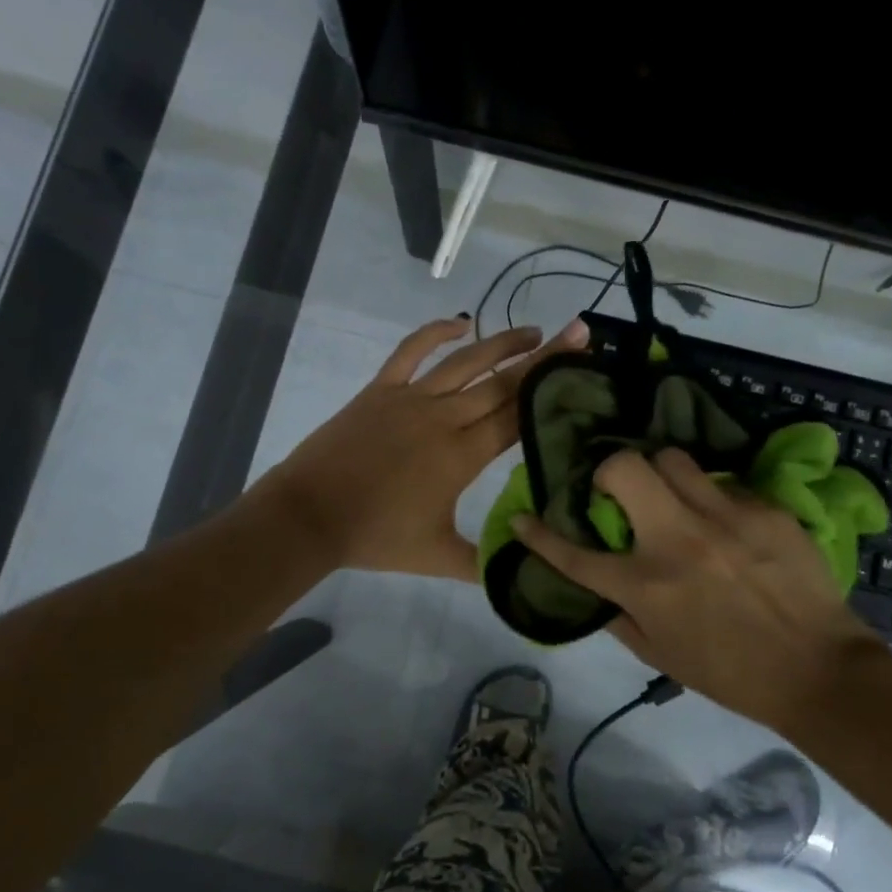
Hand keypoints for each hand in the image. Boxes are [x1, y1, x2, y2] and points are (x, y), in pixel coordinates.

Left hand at [258, 315, 587, 581]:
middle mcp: (444, 418)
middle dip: (545, 359)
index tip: (582, 372)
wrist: (310, 516)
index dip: (551, 394)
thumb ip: (483, 563)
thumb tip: (523, 570)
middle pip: (503, 383)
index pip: (517, 417)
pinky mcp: (381, 389)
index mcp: (462, 455)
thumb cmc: (375, 537)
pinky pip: (412, 351)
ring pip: (467, 361)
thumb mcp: (437, 557)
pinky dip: (436, 331)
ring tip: (534, 331)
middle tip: (579, 333)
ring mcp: (411, 398)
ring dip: (503, 342)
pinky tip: (461, 321)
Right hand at [511, 447, 888, 722]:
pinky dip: (712, 499)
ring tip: (673, 497)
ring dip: (661, 474)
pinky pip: (723, 484)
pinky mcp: (764, 510)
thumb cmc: (731, 673)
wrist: (819, 671)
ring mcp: (723, 518)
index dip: (539, 535)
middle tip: (618, 491)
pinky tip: (727, 524)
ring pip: (672, 458)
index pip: (574, 554)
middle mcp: (676, 540)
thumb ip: (620, 617)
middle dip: (609, 471)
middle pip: (624, 468)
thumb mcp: (661, 657)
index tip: (523, 519)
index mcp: (645, 586)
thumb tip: (597, 588)